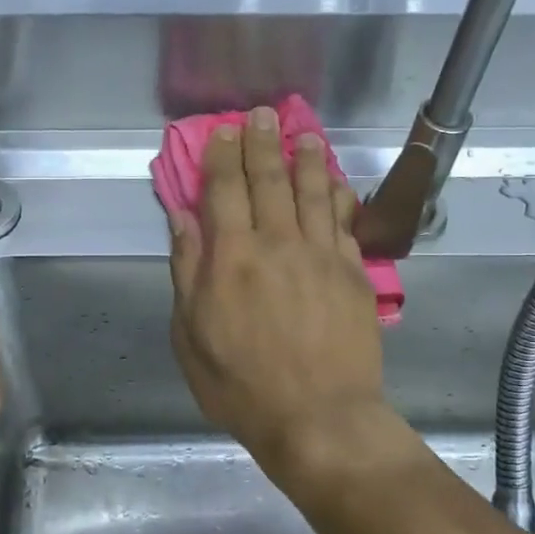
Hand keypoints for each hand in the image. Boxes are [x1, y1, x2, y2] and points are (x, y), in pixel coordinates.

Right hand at [167, 106, 389, 483]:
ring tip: (302, 134)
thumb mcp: (191, 334)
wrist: (318, 418)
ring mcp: (320, 256)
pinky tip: (334, 181)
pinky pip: (343, 222)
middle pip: (269, 181)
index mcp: (232, 258)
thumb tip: (182, 218)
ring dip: (305, 159)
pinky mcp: (352, 273)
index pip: (224, 190)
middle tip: (261, 115)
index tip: (223, 131)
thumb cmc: (241, 384)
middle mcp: (277, 244)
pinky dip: (337, 196)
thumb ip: (187, 269)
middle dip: (262, 144)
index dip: (223, 156)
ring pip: (312, 193)